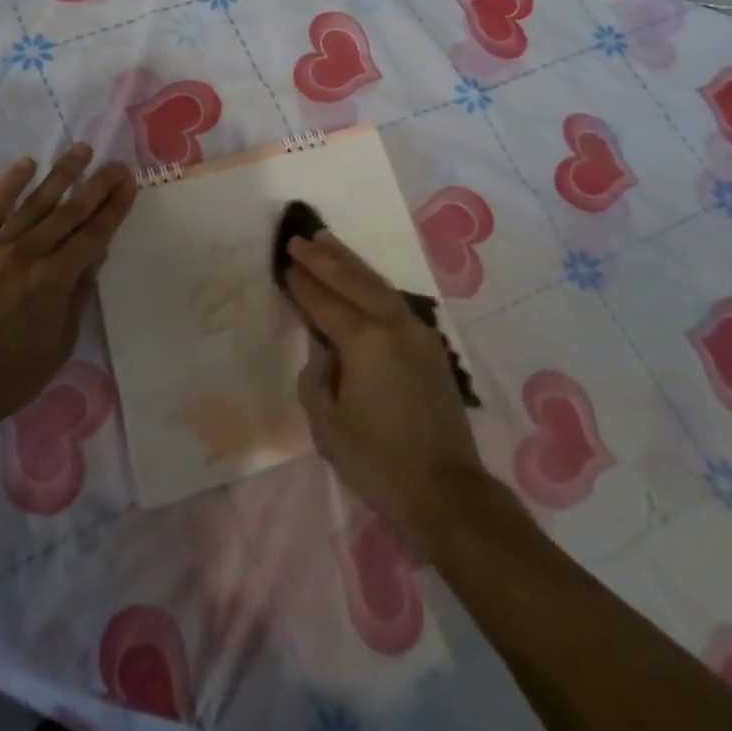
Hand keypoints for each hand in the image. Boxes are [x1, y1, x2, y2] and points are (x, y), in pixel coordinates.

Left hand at [0, 144, 135, 449]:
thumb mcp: (57, 347)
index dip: (115, 208)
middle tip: (117, 164)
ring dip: (62, 174)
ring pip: (35, 202)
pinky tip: (28, 164)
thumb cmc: (4, 378)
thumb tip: (94, 258)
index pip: (94, 235)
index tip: (130, 184)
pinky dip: (11, 184)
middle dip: (98, 185)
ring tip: (81, 150)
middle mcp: (27, 254)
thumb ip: (77, 297)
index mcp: (53, 281)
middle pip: (70, 211)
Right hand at [283, 232, 488, 556]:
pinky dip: (373, 284)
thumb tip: (326, 354)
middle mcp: (393, 325)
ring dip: (351, 262)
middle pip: (353, 280)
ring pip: (378, 284)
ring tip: (328, 242)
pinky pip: (394, 302)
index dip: (302, 284)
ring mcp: (417, 332)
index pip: (324, 302)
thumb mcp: (327, 425)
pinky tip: (362, 280)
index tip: (285, 263)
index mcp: (364, 341)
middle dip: (324, 258)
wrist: (445, 491)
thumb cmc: (378, 462)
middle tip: (300, 239)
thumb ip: (317, 378)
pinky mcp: (431, 346)